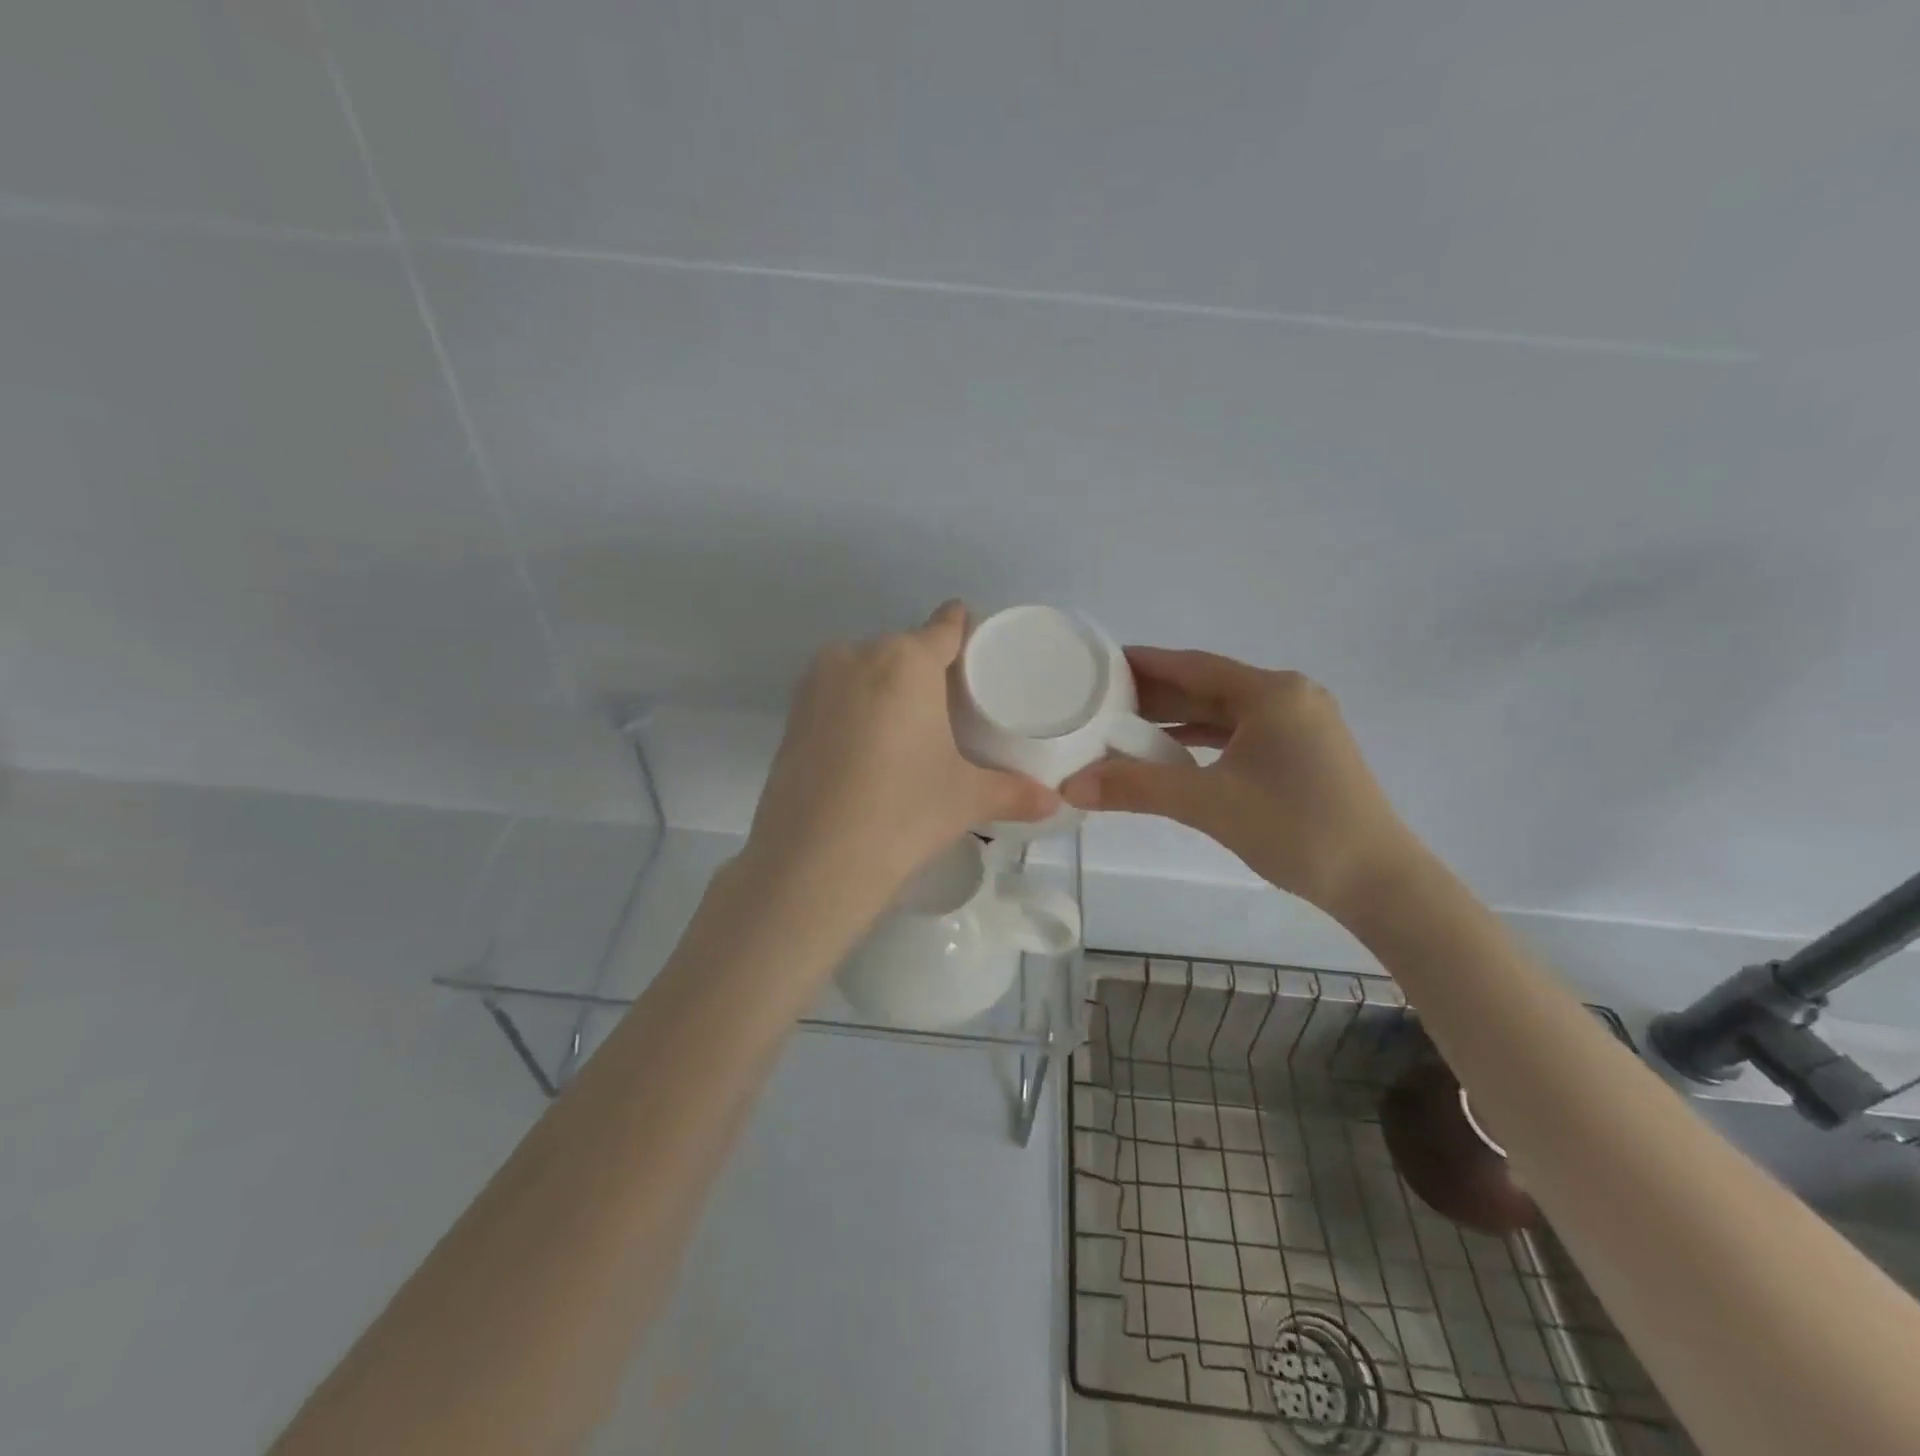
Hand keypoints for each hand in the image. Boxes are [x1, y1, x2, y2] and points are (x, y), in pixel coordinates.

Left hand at [741, 602, 1058, 898]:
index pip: (944, 628)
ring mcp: (816, 683)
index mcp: (906, 661)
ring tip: (907, 732)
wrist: (812, 861)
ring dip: (886, 689)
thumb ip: (1013, 792)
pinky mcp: (791, 715)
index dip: (962, 629)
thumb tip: (1055, 801)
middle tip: (948, 709)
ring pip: (864, 671)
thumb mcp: (965, 799)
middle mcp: (857, 655)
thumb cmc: (903, 813)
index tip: (975, 643)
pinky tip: (867, 750)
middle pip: (903, 650)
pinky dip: (854, 710)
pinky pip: (836, 696)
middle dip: (925, 671)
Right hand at [1060, 648, 1414, 915]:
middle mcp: (1288, 698)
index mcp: (1271, 693)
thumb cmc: (1296, 829)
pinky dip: (1203, 741)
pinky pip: (1240, 735)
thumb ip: (1137, 788)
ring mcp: (1300, 726)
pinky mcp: (1302, 754)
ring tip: (1123, 727)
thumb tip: (1070, 786)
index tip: (1099, 664)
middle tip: (1100, 700)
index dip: (1143, 664)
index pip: (1193, 665)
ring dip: (1176, 720)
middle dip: (1154, 695)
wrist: (1379, 882)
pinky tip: (1171, 753)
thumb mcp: (1209, 804)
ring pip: (1223, 713)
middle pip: (1207, 687)